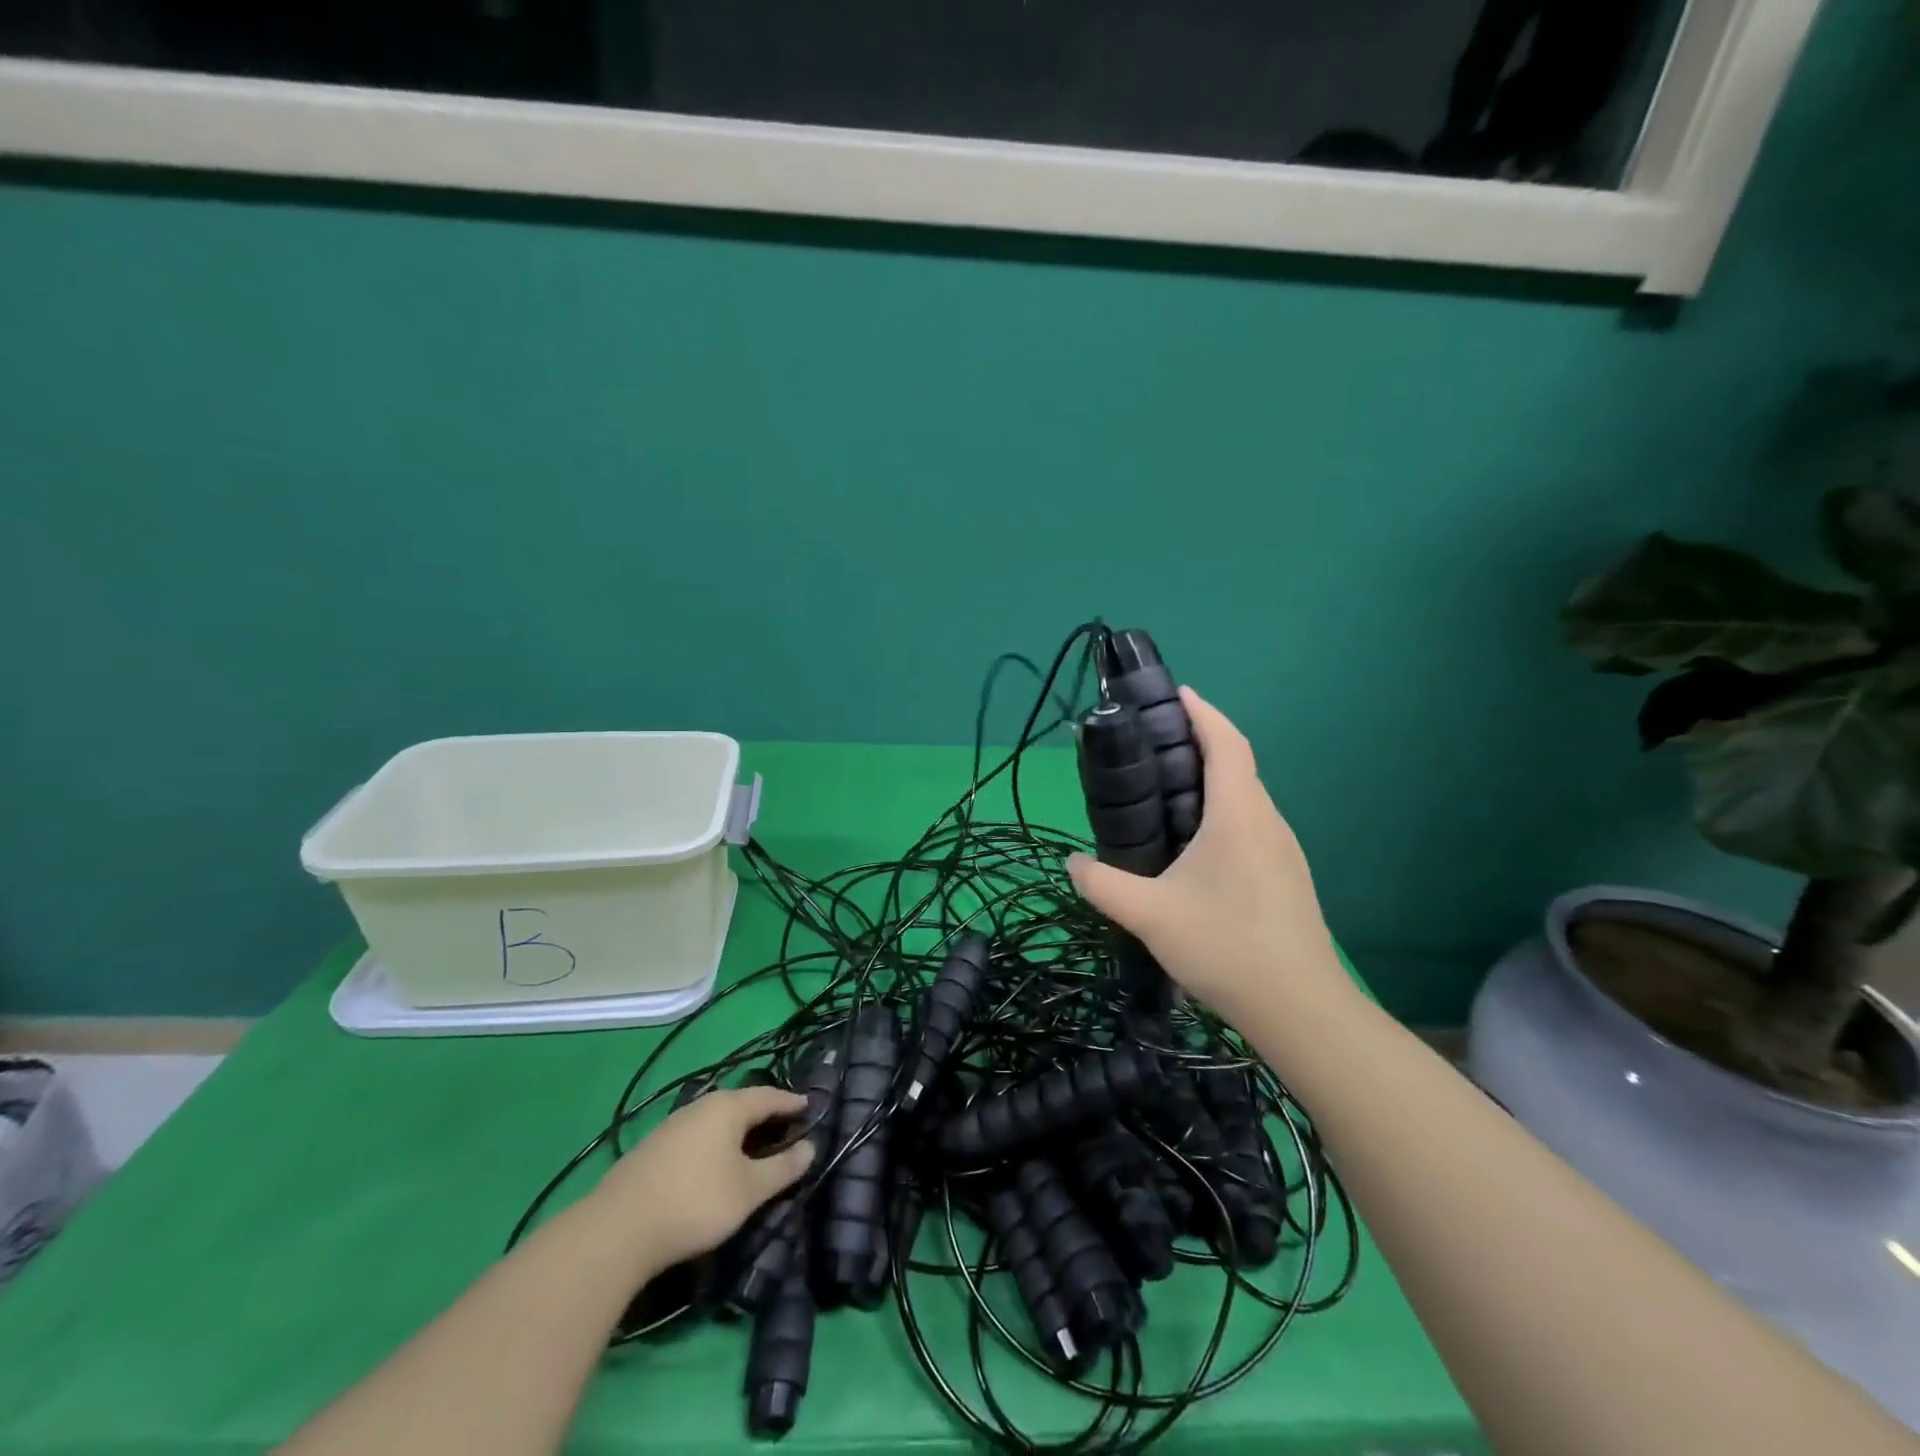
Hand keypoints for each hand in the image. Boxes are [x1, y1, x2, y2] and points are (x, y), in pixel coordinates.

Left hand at [594, 1086, 815, 1270]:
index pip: (769, 1096)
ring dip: (739, 1131)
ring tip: (754, 1147)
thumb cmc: (695, 1202)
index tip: (810, 1107)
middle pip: (742, 1104)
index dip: (792, 1102)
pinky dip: (716, 1143)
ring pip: (717, 1120)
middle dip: (765, 1115)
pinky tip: (715, 1163)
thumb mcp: (748, 1191)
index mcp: (728, 1107)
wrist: (615, 1231)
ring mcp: (673, 1126)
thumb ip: (782, 1168)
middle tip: (786, 1128)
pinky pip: (698, 1136)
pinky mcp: (653, 1149)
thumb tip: (810, 1147)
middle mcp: (701, 1106)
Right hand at [1068, 687, 1350, 1021]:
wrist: (1301, 1009)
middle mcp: (1266, 821)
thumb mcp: (1150, 915)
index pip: (1226, 743)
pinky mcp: (1285, 875)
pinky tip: (1193, 843)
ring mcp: (1282, 849)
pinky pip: (1251, 823)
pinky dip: (1222, 811)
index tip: (1176, 693)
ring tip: (1165, 790)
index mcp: (1238, 815)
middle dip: (1200, 742)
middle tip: (1153, 744)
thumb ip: (1103, 885)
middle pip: (1237, 764)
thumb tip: (1071, 862)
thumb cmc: (1226, 947)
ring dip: (1212, 780)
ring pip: (1245, 797)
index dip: (1203, 713)